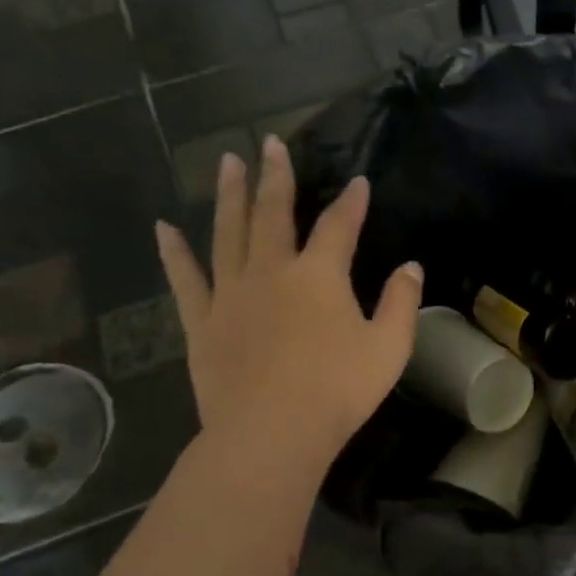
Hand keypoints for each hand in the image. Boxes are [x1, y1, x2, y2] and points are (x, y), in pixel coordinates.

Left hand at [155, 136, 422, 471]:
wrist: (271, 432)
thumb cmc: (338, 390)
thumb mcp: (389, 348)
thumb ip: (401, 303)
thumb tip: (410, 267)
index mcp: (319, 276)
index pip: (339, 226)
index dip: (351, 202)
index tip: (358, 180)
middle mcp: (272, 271)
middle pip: (273, 213)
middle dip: (275, 177)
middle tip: (269, 143)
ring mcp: (231, 293)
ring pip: (228, 232)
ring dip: (229, 195)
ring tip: (226, 163)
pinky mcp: (203, 321)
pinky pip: (186, 278)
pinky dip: (174, 252)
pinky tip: (164, 228)